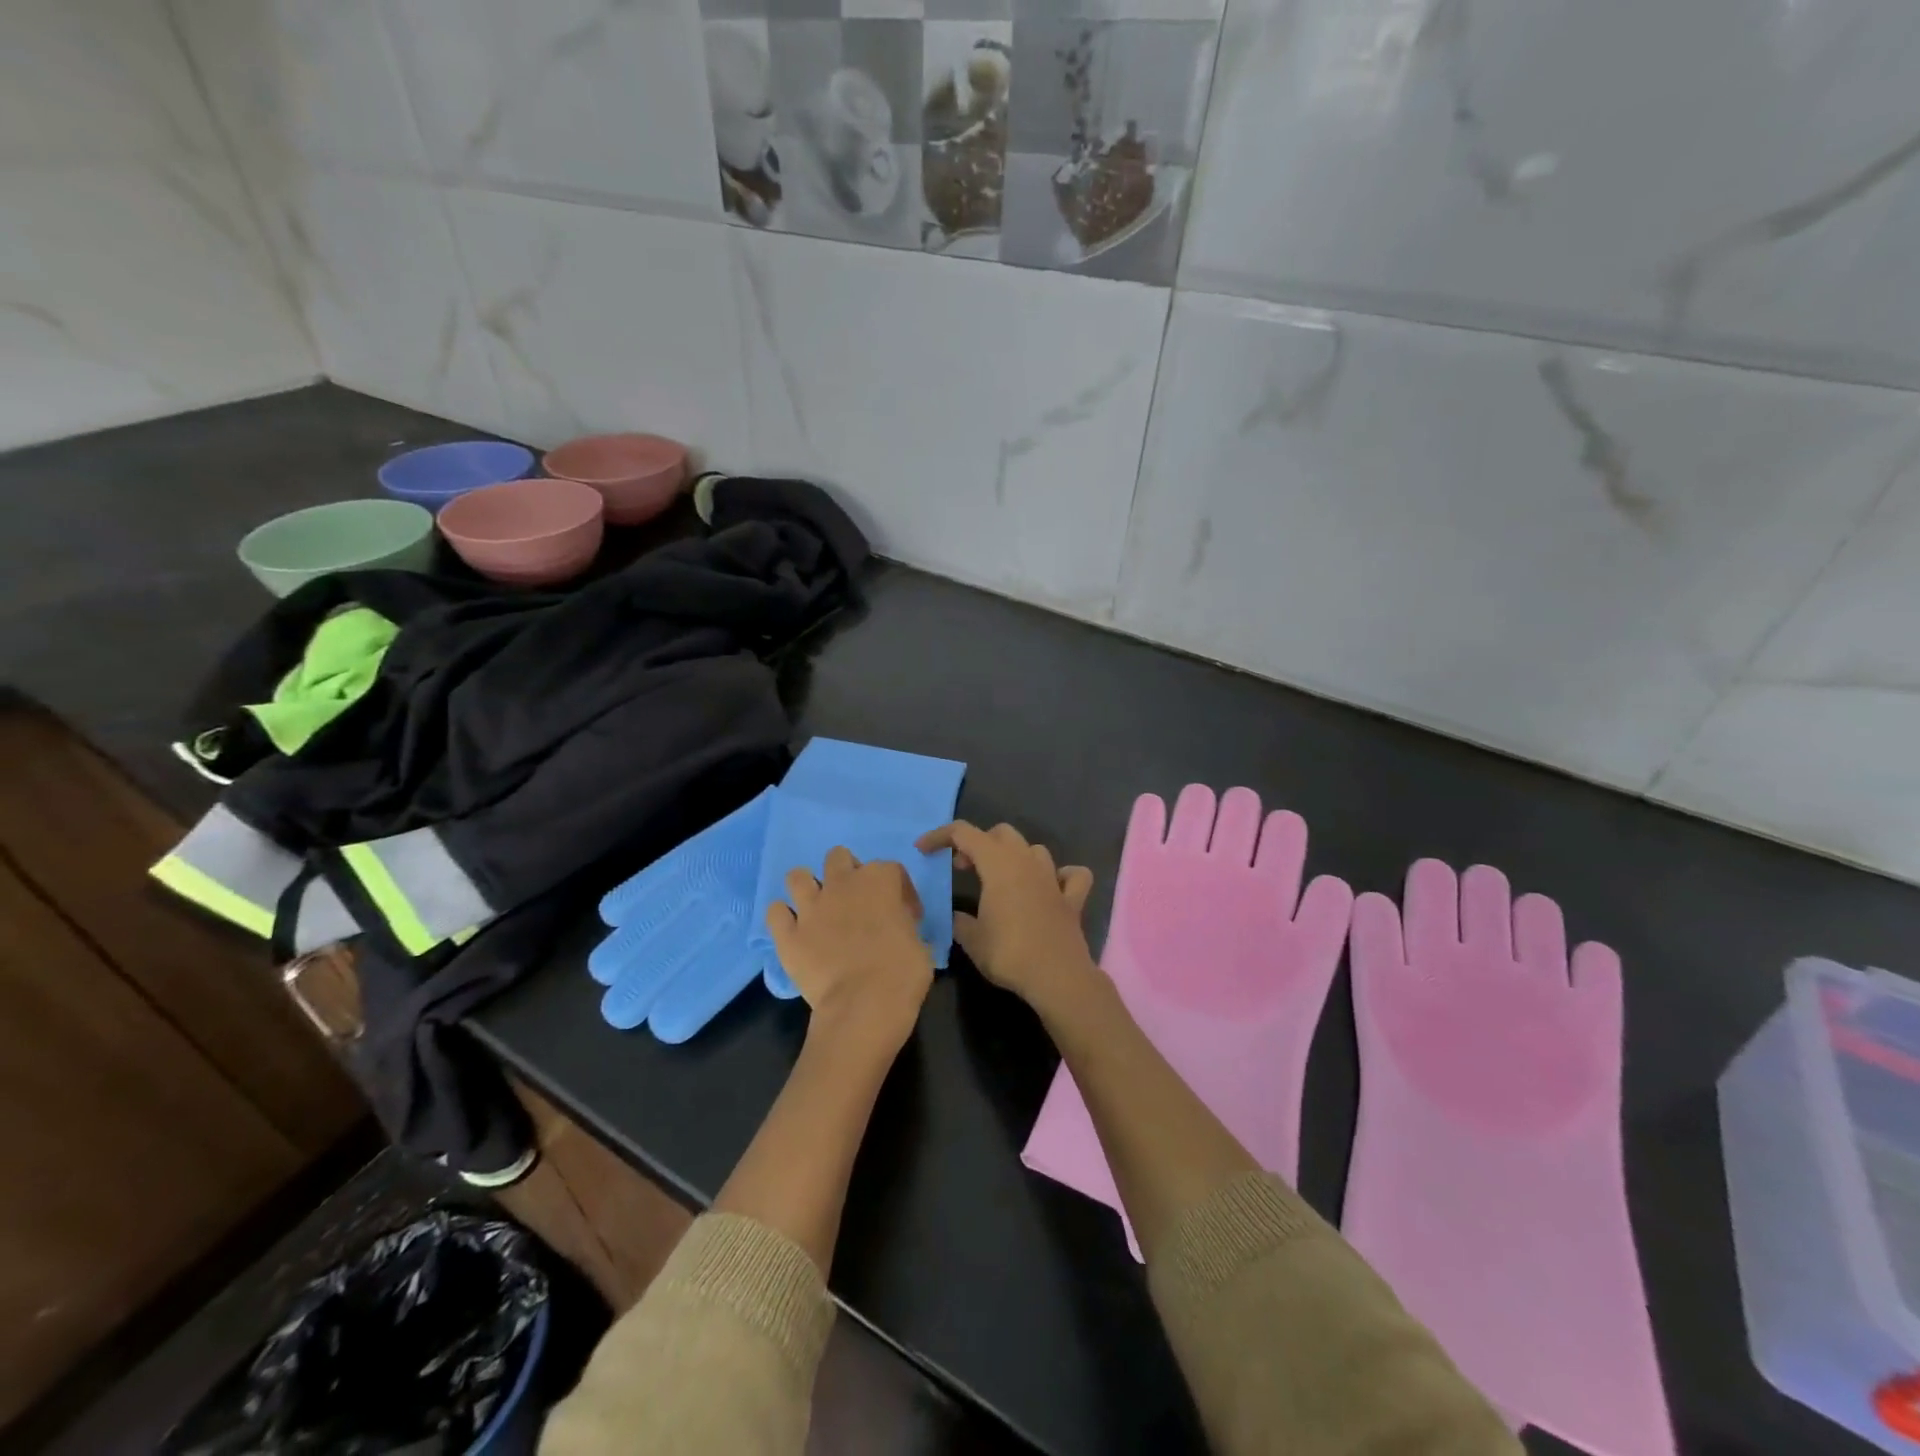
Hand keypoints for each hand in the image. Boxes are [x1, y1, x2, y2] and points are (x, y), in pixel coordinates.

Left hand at [765, 846, 933, 1055]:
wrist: (864, 1005)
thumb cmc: (903, 973)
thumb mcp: (920, 942)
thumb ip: (906, 924)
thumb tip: (898, 926)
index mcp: (879, 880)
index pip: (892, 870)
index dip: (900, 891)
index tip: (906, 915)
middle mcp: (842, 884)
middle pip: (839, 857)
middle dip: (847, 873)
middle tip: (856, 901)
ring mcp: (811, 907)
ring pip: (798, 876)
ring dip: (808, 887)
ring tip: (818, 909)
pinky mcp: (788, 934)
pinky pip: (775, 913)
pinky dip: (783, 918)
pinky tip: (794, 931)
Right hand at [915, 821, 1095, 1009]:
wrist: (1057, 977)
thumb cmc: (1009, 953)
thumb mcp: (972, 940)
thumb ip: (960, 922)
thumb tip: (957, 917)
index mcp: (998, 864)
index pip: (964, 833)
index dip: (940, 836)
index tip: (923, 850)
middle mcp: (1026, 862)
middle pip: (1001, 833)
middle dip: (979, 843)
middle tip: (963, 868)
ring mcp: (1053, 878)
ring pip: (1034, 849)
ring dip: (1015, 856)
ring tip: (1001, 878)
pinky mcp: (1072, 899)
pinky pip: (1071, 875)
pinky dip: (1060, 876)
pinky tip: (1052, 887)